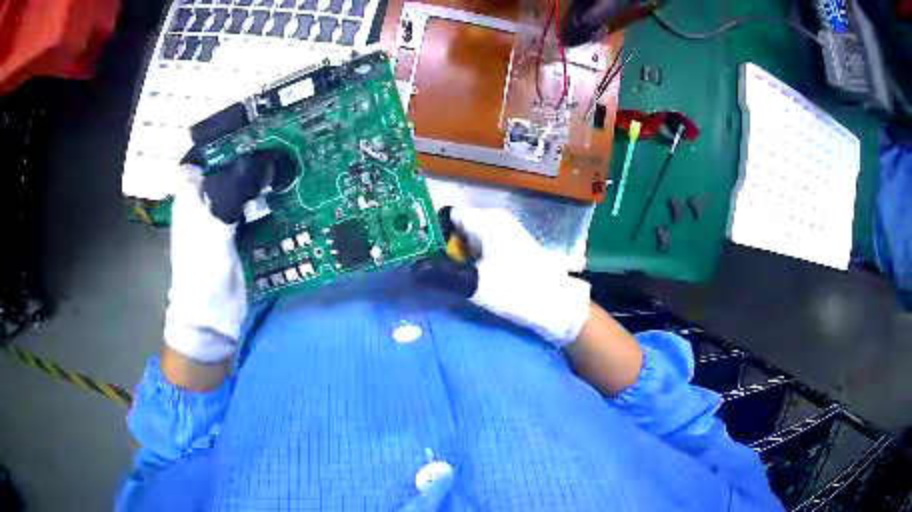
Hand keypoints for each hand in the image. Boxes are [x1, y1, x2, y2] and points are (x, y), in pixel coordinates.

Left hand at [165, 148, 291, 365]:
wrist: (211, 315)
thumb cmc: (202, 270)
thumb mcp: (212, 228)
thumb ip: (230, 193)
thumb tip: (257, 158)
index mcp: (190, 196)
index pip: (199, 156)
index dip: (216, 138)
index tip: (243, 124)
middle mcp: (203, 202)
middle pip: (222, 167)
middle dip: (244, 151)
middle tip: (274, 135)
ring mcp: (220, 218)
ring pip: (238, 185)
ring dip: (257, 173)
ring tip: (284, 155)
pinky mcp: (236, 233)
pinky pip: (250, 206)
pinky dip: (264, 196)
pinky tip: (283, 188)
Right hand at [419, 207, 591, 346]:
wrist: (556, 305)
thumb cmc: (517, 290)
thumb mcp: (475, 284)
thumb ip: (441, 274)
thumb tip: (413, 267)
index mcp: (486, 220)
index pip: (446, 215)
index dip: (430, 232)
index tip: (420, 253)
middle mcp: (495, 219)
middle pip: (456, 227)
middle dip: (443, 247)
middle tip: (432, 270)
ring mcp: (505, 232)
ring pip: (468, 239)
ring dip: (457, 256)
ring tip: (449, 276)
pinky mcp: (511, 247)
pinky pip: (481, 247)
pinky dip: (471, 260)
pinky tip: (470, 277)